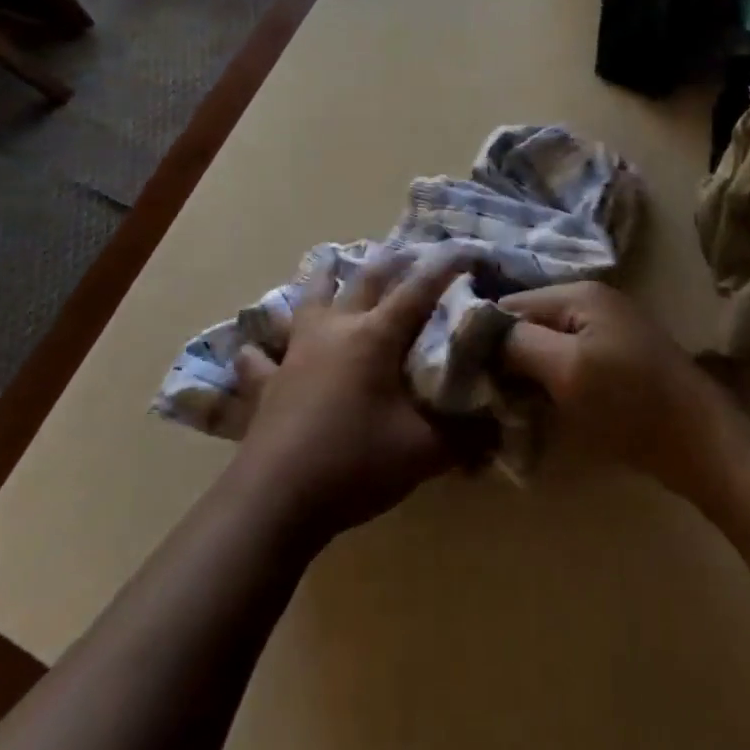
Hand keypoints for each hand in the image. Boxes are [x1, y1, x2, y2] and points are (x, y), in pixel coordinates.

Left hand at [227, 247, 470, 540]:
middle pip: (364, 282)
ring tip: (328, 263)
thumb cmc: (355, 463)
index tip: (464, 250)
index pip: (418, 291)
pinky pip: (259, 358)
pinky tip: (252, 349)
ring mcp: (296, 352)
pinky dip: (259, 350)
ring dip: (322, 280)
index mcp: (375, 337)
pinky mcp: (267, 382)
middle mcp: (335, 330)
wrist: (277, 498)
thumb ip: (464, 437)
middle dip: (389, 263)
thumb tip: (496, 430)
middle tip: (405, 251)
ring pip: (308, 300)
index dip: (443, 269)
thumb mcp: (423, 453)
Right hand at [501, 281, 730, 496]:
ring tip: (502, 406)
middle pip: (529, 323)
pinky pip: (568, 363)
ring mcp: (607, 331)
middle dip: (504, 356)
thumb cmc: (630, 404)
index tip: (458, 372)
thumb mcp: (567, 370)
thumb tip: (478, 330)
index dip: (482, 335)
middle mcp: (591, 302)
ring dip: (526, 374)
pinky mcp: (616, 360)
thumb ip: (519, 344)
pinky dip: (550, 383)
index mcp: (579, 294)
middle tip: (479, 395)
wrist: (703, 445)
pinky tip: (537, 409)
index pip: (511, 304)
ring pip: (546, 346)